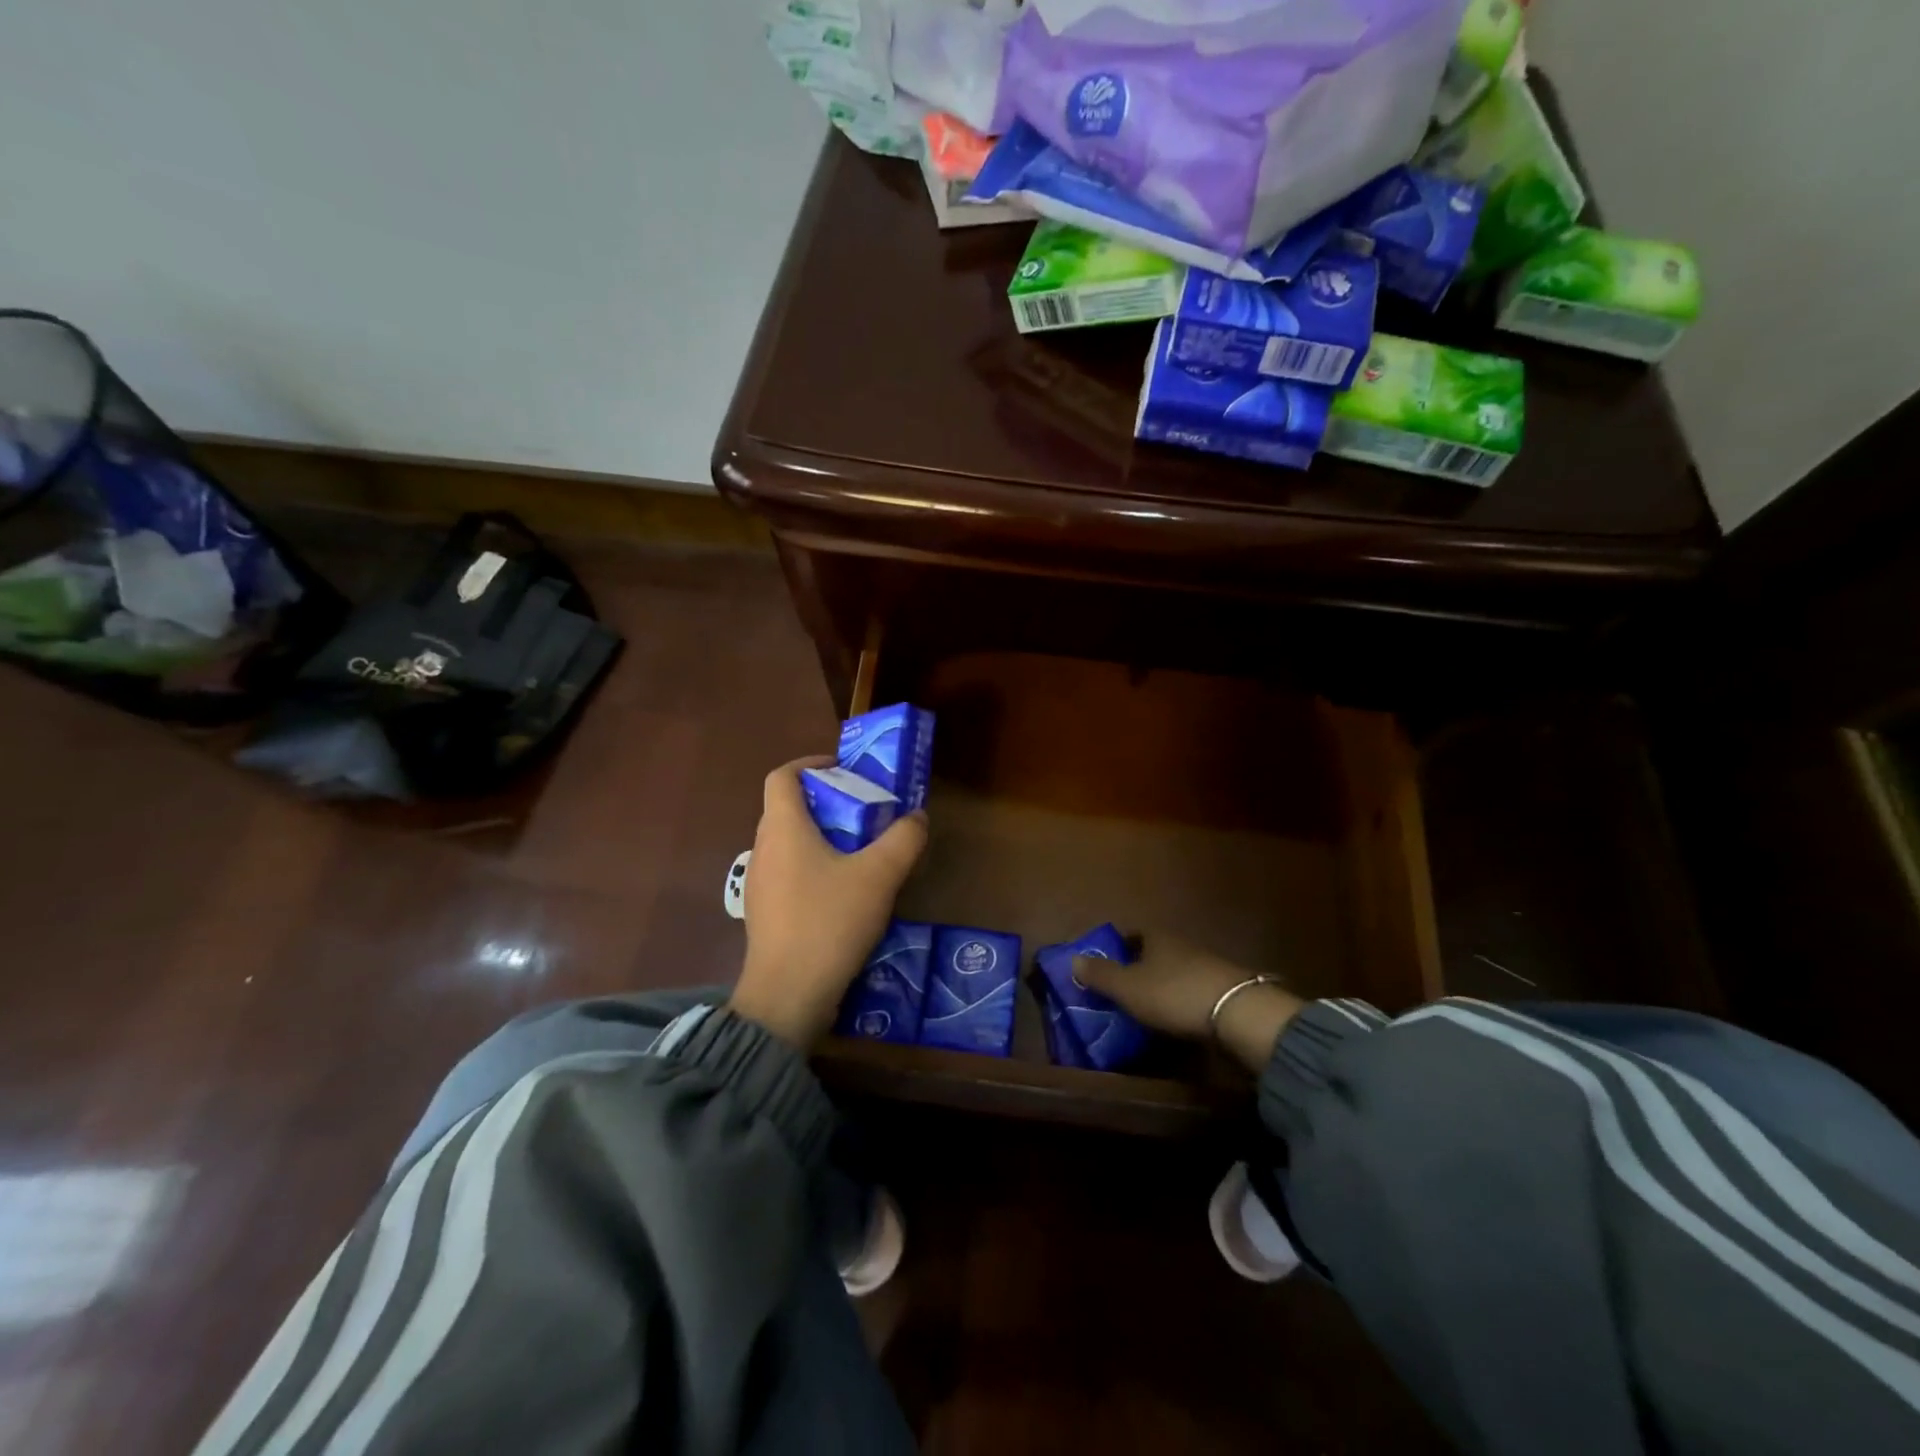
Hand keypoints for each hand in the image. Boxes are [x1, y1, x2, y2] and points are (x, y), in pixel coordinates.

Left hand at [729, 757, 928, 1050]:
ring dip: (821, 836)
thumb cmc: (829, 923)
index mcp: (783, 829)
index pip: (782, 776)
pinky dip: (813, 867)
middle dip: (825, 801)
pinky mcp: (764, 913)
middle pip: (787, 808)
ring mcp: (759, 884)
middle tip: (864, 810)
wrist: (787, 996)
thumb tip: (917, 817)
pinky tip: (843, 893)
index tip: (843, 769)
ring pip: (789, 843)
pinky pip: (789, 873)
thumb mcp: (879, 876)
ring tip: (860, 851)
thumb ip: (903, 840)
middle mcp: (763, 849)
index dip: (810, 763)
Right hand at [1074, 933, 1302, 1073]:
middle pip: (1154, 953)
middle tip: (1120, 990)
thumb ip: (1101, 975)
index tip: (1104, 966)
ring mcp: (1206, 966)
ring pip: (1175, 972)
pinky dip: (1181, 1002)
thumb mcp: (1128, 987)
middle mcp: (1181, 945)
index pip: (1131, 935)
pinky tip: (1176, 1019)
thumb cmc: (1173, 993)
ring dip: (1162, 986)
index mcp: (1156, 938)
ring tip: (1145, 1009)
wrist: (1238, 1013)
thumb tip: (1073, 959)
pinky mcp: (1225, 990)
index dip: (1117, 948)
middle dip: (1138, 969)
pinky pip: (1193, 991)